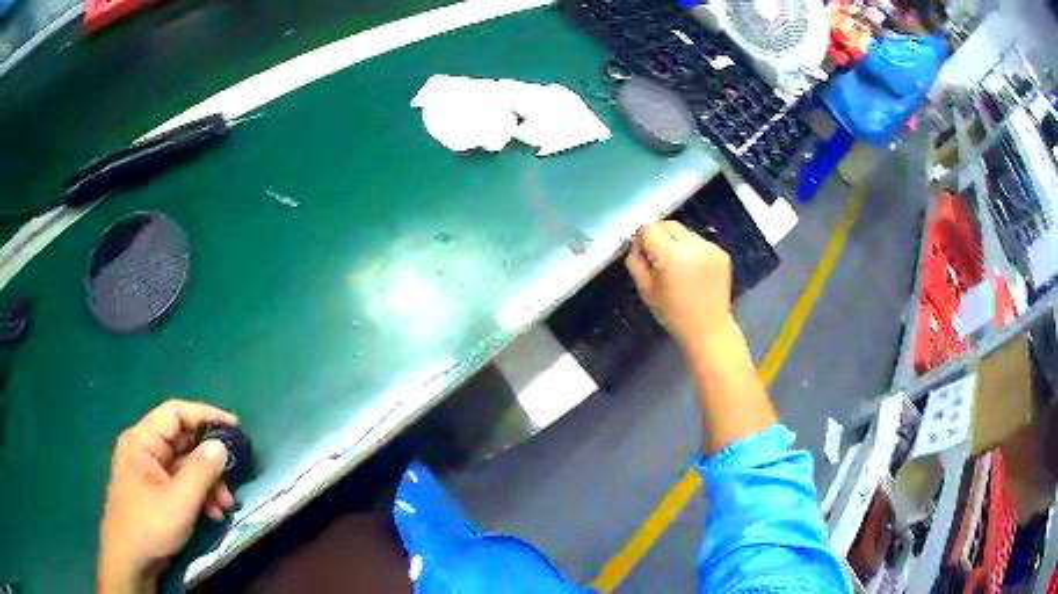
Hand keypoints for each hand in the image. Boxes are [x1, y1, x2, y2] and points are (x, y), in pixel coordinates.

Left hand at [98, 400, 237, 593]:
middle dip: (210, 461)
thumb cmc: (149, 526)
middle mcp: (145, 450)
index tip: (235, 428)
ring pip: (185, 466)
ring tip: (225, 506)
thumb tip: (221, 445)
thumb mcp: (178, 501)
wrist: (130, 560)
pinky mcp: (156, 491)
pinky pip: (181, 483)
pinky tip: (212, 513)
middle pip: (183, 442)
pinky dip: (199, 495)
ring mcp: (150, 472)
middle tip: (233, 480)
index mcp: (142, 441)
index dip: (205, 416)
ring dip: (208, 483)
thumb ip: (200, 471)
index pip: (175, 414)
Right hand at [625, 221, 734, 350]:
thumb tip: (636, 246)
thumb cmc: (673, 314)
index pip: (649, 229)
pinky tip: (693, 270)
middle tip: (657, 256)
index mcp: (669, 255)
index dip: (641, 239)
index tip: (642, 253)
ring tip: (678, 265)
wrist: (708, 329)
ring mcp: (709, 248)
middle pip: (668, 224)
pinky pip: (700, 242)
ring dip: (676, 242)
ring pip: (685, 232)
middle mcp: (691, 245)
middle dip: (659, 235)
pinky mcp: (721, 253)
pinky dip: (693, 250)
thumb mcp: (645, 290)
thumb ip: (636, 262)